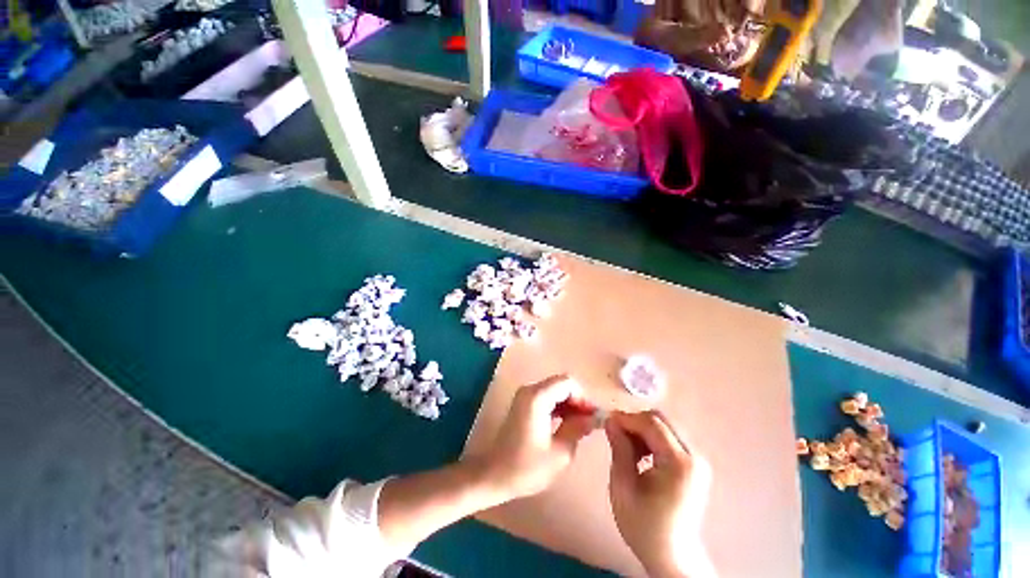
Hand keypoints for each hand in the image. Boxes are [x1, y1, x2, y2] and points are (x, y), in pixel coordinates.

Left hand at [476, 375, 597, 499]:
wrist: (495, 474)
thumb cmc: (527, 467)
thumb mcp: (560, 452)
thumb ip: (578, 428)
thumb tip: (594, 417)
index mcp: (537, 397)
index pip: (568, 383)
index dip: (583, 398)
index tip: (592, 418)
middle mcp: (530, 390)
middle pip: (561, 384)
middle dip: (577, 400)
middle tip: (588, 423)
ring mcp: (525, 395)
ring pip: (555, 390)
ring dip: (569, 404)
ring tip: (580, 426)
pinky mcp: (523, 403)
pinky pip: (546, 397)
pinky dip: (559, 406)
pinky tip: (566, 424)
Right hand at [605, 411, 712, 577]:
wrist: (672, 555)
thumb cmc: (644, 526)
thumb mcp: (623, 487)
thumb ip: (619, 449)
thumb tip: (610, 420)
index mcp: (679, 463)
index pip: (652, 423)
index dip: (627, 418)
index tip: (607, 421)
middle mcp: (694, 456)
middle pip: (661, 420)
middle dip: (635, 421)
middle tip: (615, 433)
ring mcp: (697, 460)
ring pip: (665, 426)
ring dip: (642, 429)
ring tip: (626, 446)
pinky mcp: (695, 464)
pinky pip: (669, 437)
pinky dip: (651, 438)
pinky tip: (640, 454)